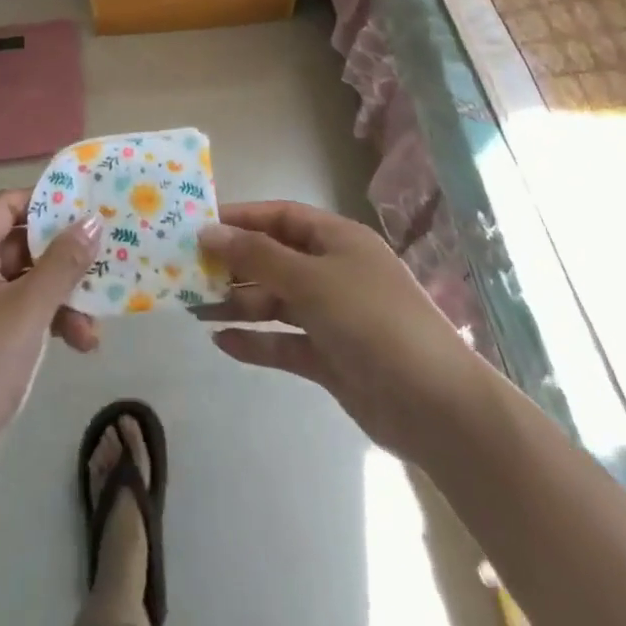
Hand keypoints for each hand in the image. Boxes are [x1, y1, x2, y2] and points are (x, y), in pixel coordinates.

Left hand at [0, 189, 101, 464]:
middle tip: (103, 263)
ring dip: (62, 298)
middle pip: (20, 243)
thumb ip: (63, 263)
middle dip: (63, 259)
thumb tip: (92, 221)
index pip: (6, 204)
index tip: (86, 206)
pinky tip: (80, 345)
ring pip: (26, 282)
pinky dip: (49, 321)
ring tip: (94, 328)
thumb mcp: (28, 309)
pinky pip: (22, 312)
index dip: (45, 201)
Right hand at [197, 200, 482, 461]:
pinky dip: (256, 342)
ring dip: (238, 303)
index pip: (280, 217)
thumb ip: (257, 255)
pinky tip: (222, 342)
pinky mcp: (330, 358)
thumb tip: (208, 231)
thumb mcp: (311, 279)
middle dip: (234, 265)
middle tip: (188, 272)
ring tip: (194, 308)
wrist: (437, 408)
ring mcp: (332, 317)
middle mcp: (333, 272)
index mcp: (337, 240)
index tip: (199, 226)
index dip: (240, 218)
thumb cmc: (372, 321)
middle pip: (274, 259)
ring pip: (275, 302)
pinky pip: (284, 343)